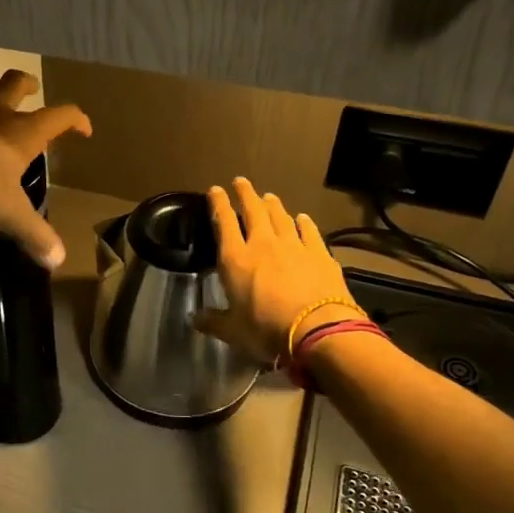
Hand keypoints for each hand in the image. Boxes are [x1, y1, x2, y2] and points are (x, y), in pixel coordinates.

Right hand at [197, 177, 362, 364]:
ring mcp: (294, 246)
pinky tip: (302, 218)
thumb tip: (193, 318)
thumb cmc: (267, 330)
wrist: (318, 330)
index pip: (223, 223)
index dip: (218, 204)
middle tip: (241, 181)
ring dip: (273, 205)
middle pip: (253, 210)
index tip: (215, 190)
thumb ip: (213, 321)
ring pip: (281, 217)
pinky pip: (309, 231)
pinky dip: (303, 223)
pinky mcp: (320, 254)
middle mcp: (263, 244)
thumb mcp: (233, 331)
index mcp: (235, 259)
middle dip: (245, 194)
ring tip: (268, 196)